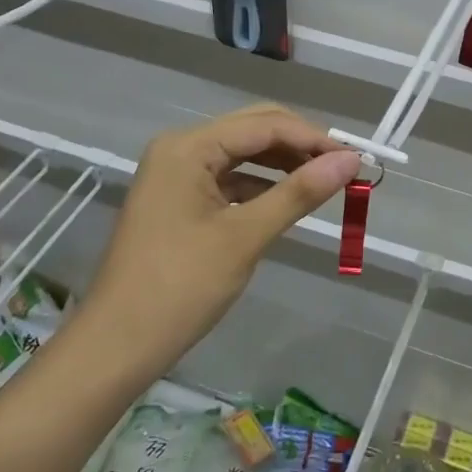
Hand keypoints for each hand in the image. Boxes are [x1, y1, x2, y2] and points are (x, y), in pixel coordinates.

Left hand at [82, 105, 359, 366]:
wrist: (115, 347)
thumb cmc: (180, 287)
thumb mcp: (245, 237)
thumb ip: (299, 192)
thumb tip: (351, 160)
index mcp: (189, 147)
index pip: (265, 125)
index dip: (314, 138)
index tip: (356, 159)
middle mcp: (181, 149)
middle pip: (253, 131)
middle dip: (300, 146)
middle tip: (344, 169)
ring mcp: (176, 174)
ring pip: (243, 155)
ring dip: (283, 165)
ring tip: (325, 183)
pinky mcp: (178, 200)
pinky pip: (229, 179)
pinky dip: (261, 187)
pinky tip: (288, 201)